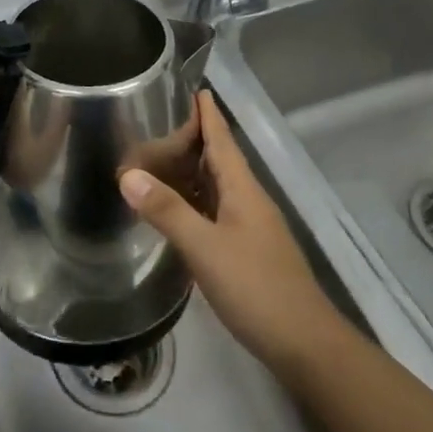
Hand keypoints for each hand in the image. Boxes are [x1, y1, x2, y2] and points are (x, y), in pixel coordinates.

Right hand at [120, 90, 343, 372]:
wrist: (304, 344)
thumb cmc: (256, 287)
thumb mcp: (205, 247)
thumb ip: (167, 210)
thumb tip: (128, 174)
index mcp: (243, 189)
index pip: (222, 139)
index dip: (208, 114)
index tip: (192, 88)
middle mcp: (249, 201)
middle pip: (219, 160)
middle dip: (193, 139)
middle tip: (155, 125)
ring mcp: (251, 227)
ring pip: (217, 188)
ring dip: (192, 172)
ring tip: (158, 161)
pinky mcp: (249, 252)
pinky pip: (216, 212)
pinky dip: (195, 203)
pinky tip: (177, 212)